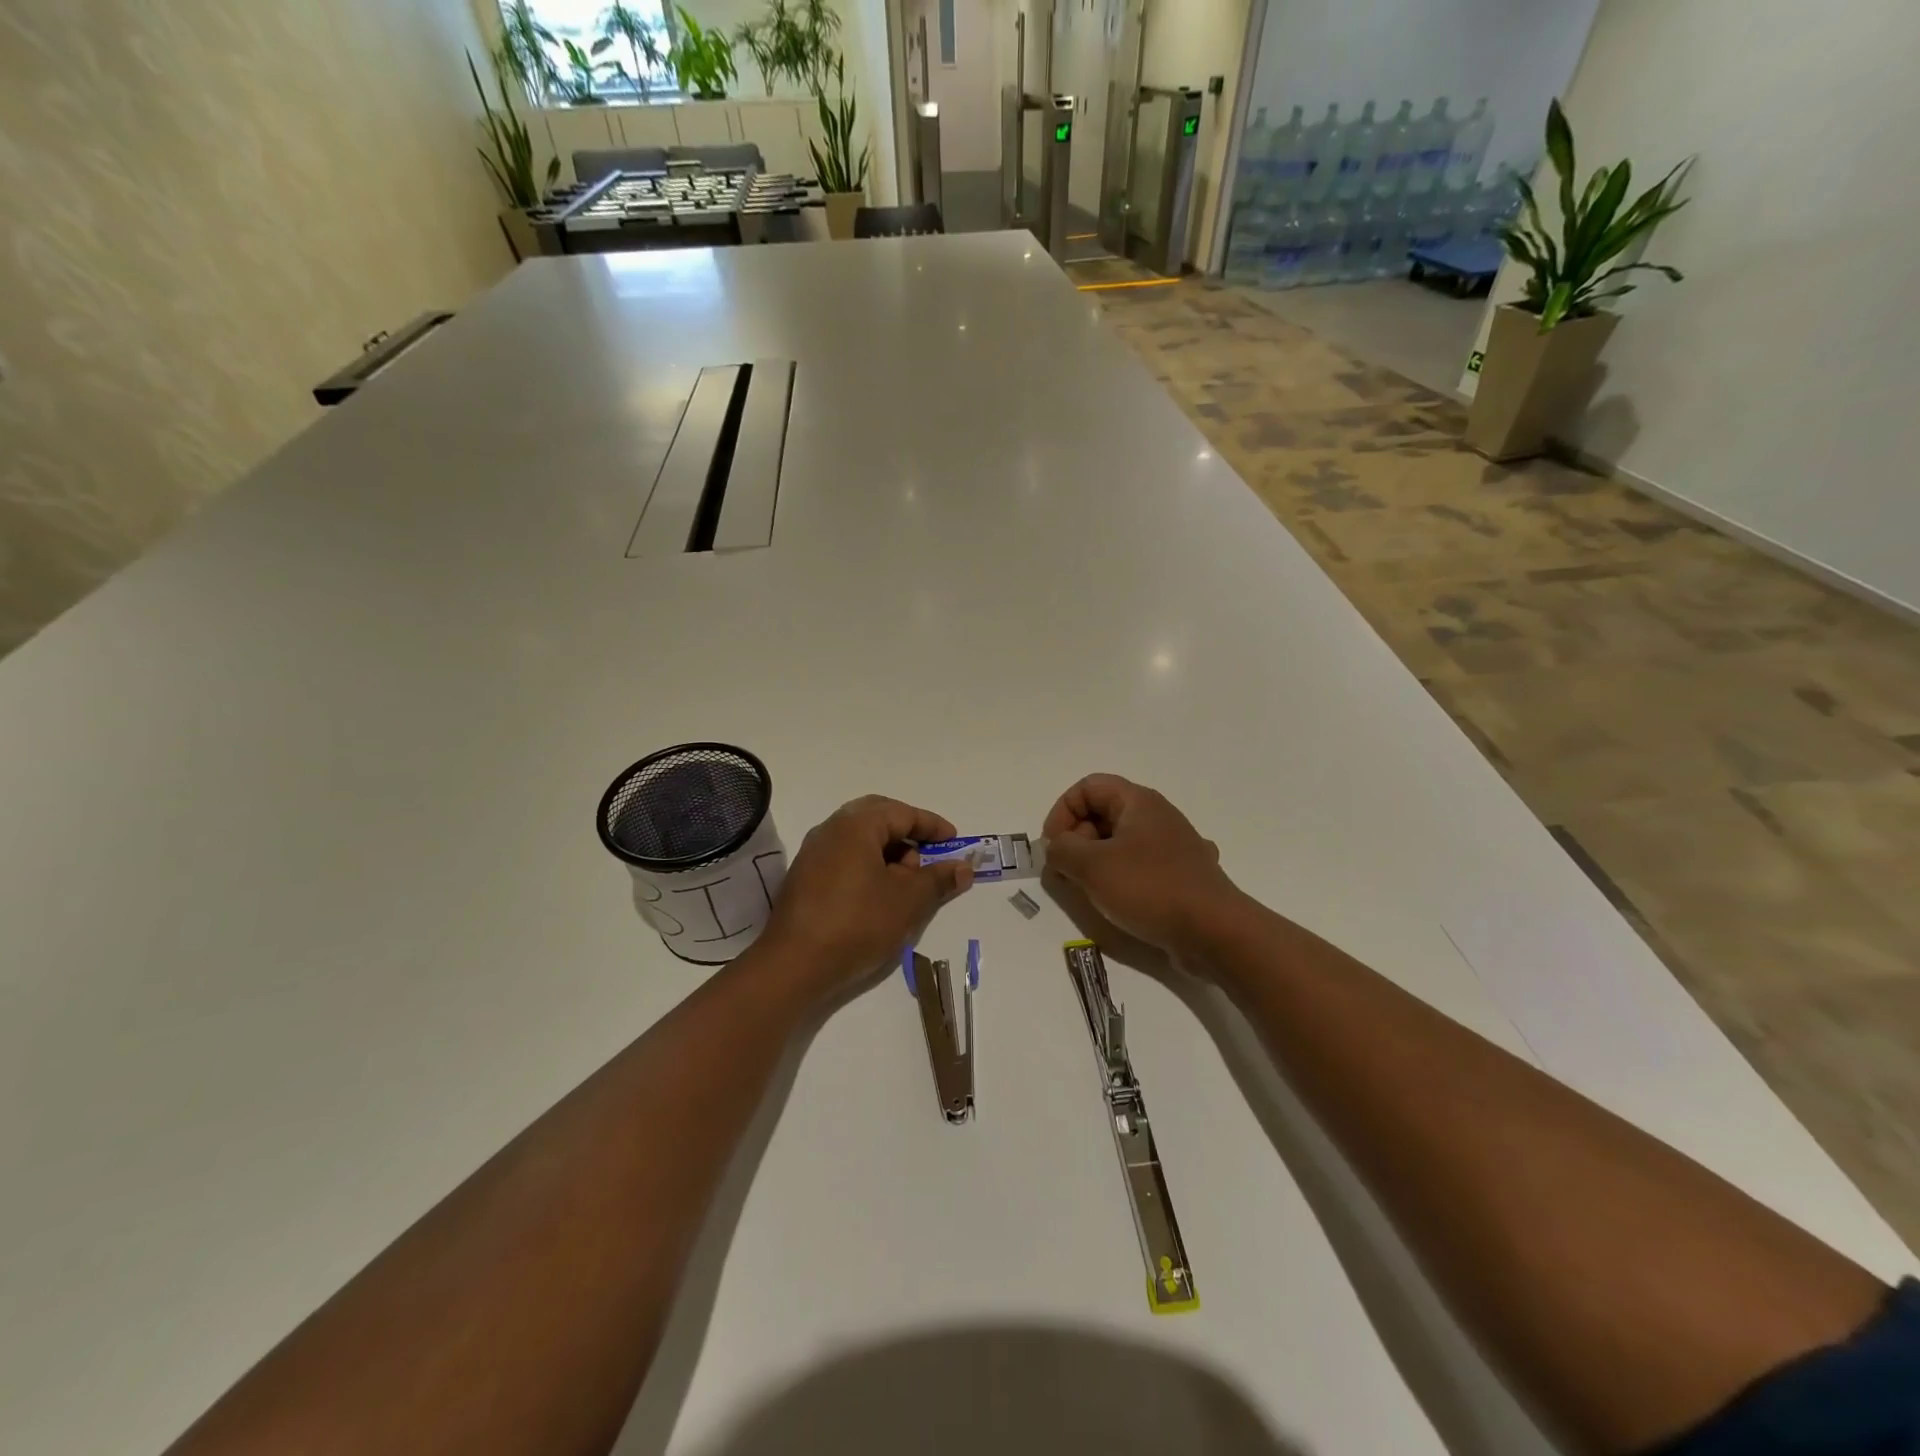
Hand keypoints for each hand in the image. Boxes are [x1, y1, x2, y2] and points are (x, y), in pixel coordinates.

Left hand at [760, 795, 973, 1002]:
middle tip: (929, 855)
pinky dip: (869, 865)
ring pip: (860, 839)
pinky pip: (845, 857)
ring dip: (889, 851)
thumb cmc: (858, 923)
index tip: (954, 843)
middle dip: (908, 833)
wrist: (794, 965)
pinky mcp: (805, 878)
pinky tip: (880, 895)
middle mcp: (831, 830)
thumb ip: (938, 879)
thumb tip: (964, 867)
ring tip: (908, 882)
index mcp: (855, 825)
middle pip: (877, 817)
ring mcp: (813, 854)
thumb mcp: (908, 901)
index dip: (932, 826)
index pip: (902, 813)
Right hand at [1042, 774, 1239, 955]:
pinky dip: (1122, 878)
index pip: (1087, 787)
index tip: (1053, 847)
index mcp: (1138, 801)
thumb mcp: (1092, 867)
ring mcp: (1173, 846)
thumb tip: (1056, 847)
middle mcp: (1158, 816)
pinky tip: (1121, 901)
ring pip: (1121, 842)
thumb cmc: (1150, 889)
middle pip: (1103, 812)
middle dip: (1076, 839)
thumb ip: (1062, 850)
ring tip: (1088, 890)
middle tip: (1066, 872)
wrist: (1215, 932)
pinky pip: (1140, 866)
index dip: (1062, 812)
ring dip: (1096, 861)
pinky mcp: (1181, 875)